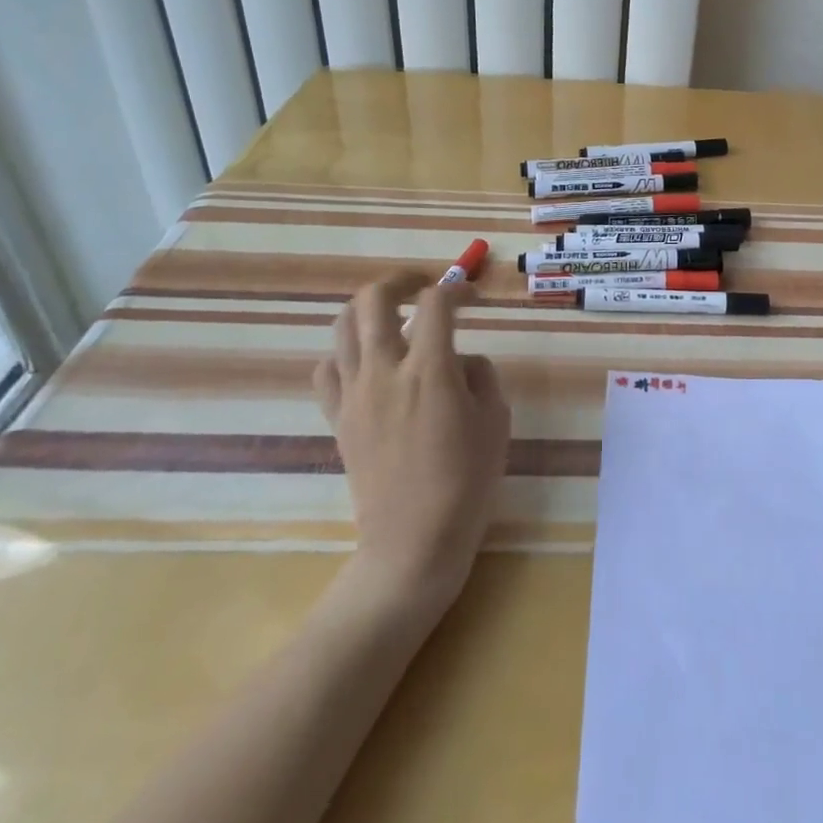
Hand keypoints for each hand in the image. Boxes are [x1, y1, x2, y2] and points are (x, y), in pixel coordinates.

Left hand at [314, 274, 510, 612]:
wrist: (413, 542)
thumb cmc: (467, 482)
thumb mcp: (495, 420)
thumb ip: (480, 375)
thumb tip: (460, 361)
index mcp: (430, 370)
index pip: (436, 304)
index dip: (456, 289)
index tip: (471, 296)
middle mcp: (385, 371)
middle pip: (374, 299)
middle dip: (400, 280)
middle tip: (423, 286)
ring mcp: (355, 394)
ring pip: (343, 326)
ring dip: (369, 309)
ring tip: (392, 315)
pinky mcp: (338, 418)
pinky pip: (327, 369)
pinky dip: (344, 352)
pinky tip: (366, 361)